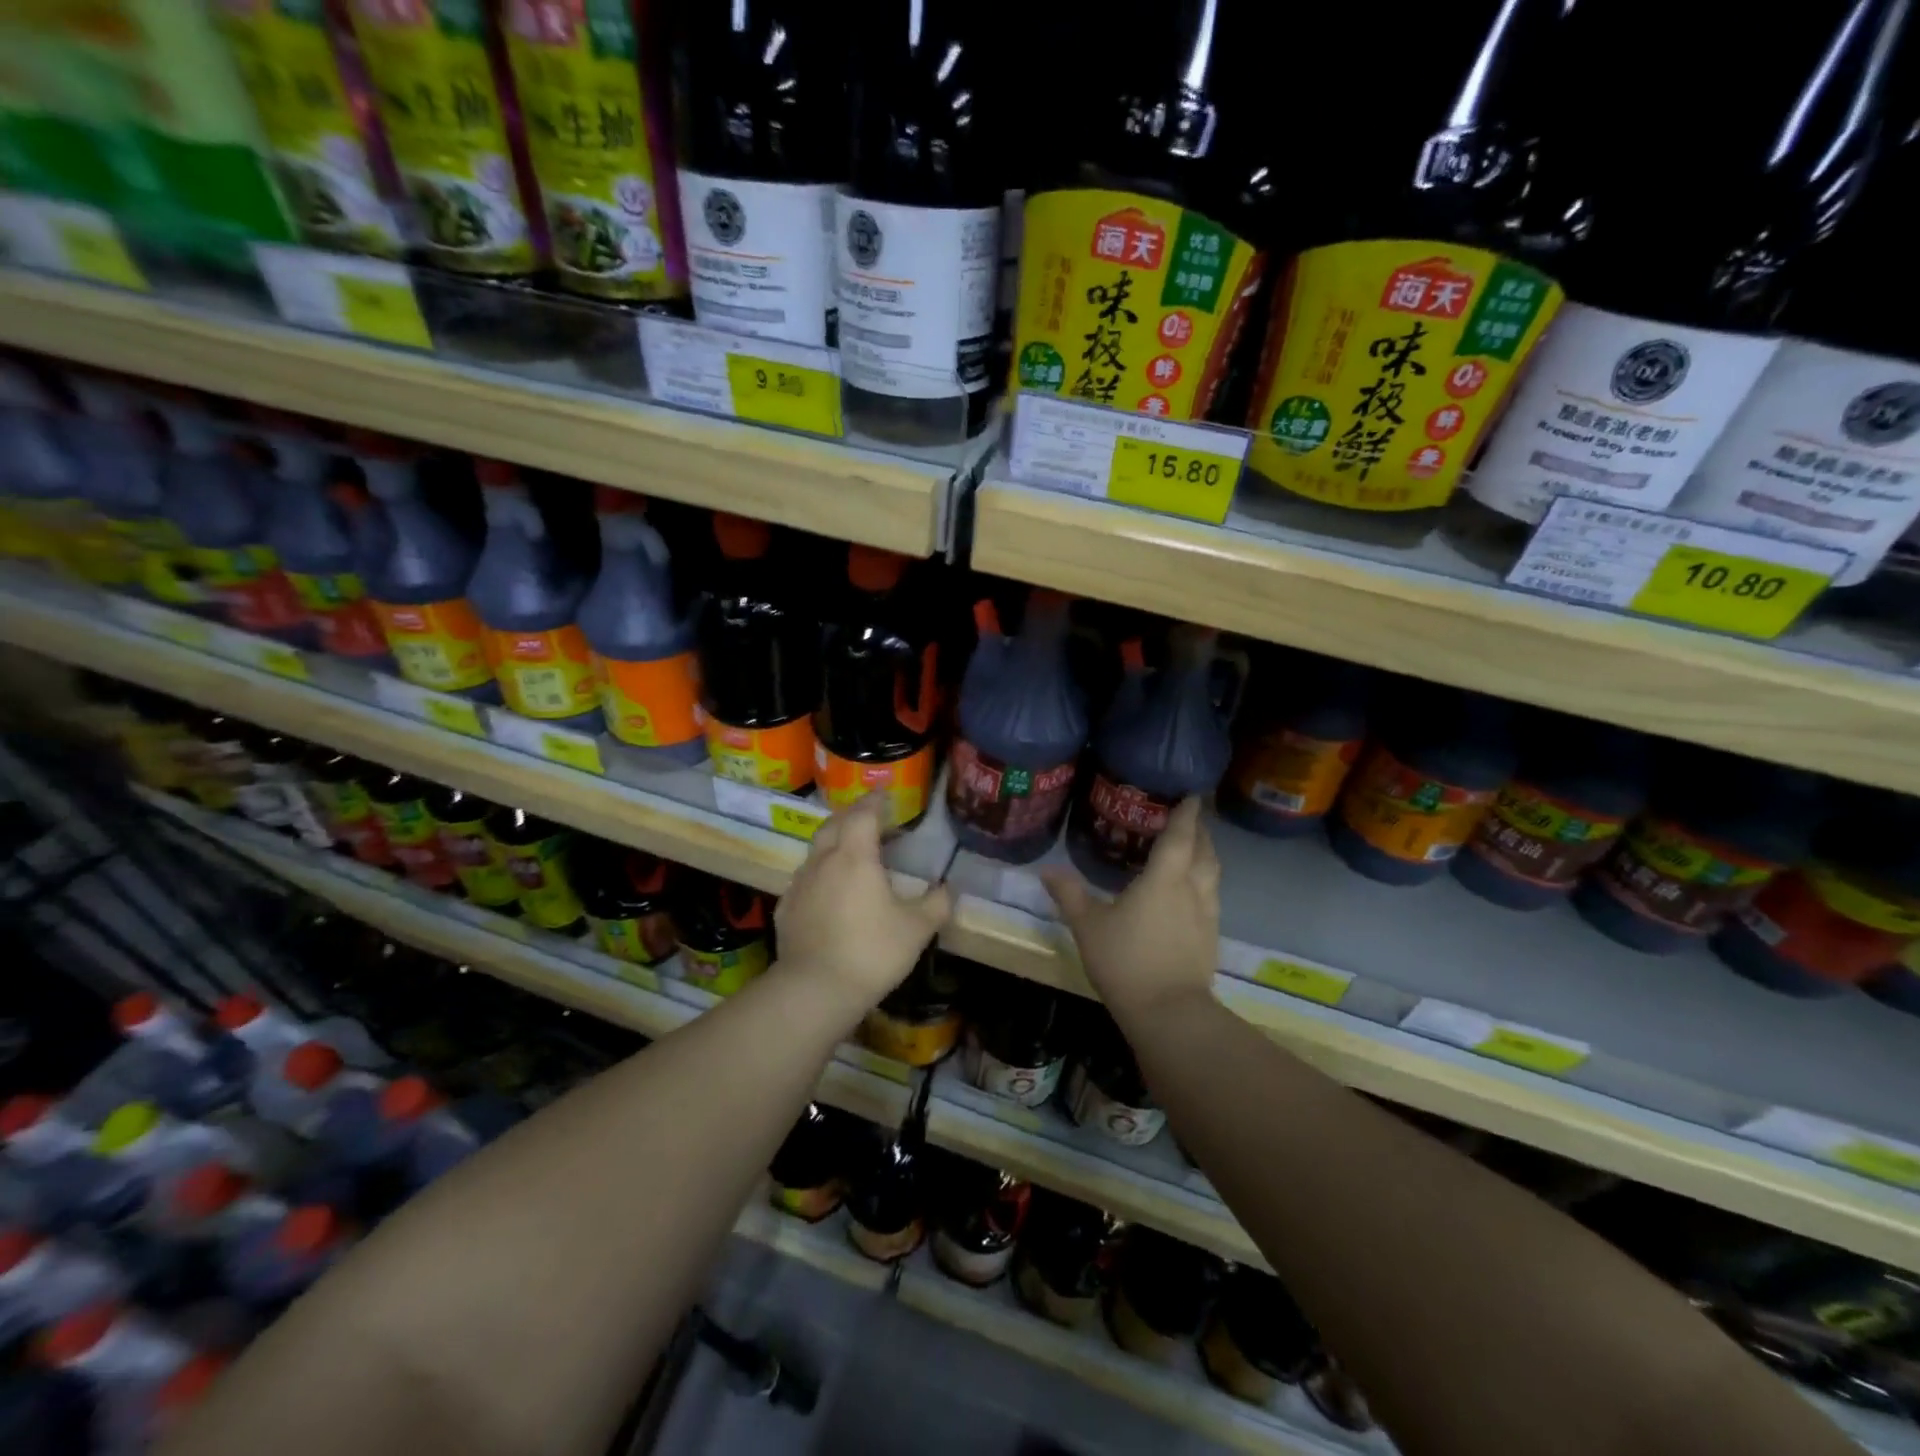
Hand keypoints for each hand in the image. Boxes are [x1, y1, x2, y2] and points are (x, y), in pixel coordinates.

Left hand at [775, 793, 952, 1017]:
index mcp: (855, 856)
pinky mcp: (786, 908)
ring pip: (816, 849)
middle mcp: (823, 861)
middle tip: (870, 819)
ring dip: (834, 842)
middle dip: (852, 816)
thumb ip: (936, 904)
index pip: (863, 814)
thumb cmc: (872, 952)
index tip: (885, 796)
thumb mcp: (917, 929)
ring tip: (852, 853)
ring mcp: (800, 884)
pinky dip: (820, 872)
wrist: (815, 990)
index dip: (875, 801)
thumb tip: (947, 889)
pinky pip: (805, 877)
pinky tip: (829, 890)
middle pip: (835, 824)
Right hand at [1041, 797, 1219, 1022]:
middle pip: (1205, 851)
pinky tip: (1191, 893)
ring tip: (1193, 849)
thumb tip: (1047, 870)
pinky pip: (1212, 897)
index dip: (1186, 813)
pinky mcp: (1210, 938)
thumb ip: (1070, 895)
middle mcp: (1192, 889)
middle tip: (1189, 818)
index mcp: (1165, 878)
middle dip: (1200, 830)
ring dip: (1206, 856)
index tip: (1191, 794)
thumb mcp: (1088, 926)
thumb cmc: (1125, 961)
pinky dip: (1205, 883)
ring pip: (1213, 874)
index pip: (1180, 835)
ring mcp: (1206, 915)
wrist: (1169, 1013)